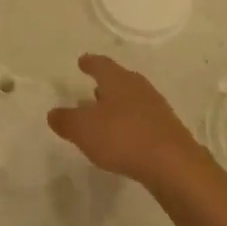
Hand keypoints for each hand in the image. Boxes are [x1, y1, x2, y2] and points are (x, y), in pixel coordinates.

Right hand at [47, 55, 219, 192]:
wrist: (173, 164)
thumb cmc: (122, 137)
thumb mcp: (83, 129)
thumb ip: (66, 120)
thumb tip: (53, 113)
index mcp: (117, 80)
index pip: (101, 64)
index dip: (90, 63)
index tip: (82, 61)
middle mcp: (138, 87)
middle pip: (119, 80)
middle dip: (105, 84)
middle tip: (93, 88)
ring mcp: (156, 107)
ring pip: (132, 99)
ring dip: (118, 104)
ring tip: (105, 114)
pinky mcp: (167, 129)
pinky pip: (142, 119)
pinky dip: (130, 123)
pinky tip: (124, 136)